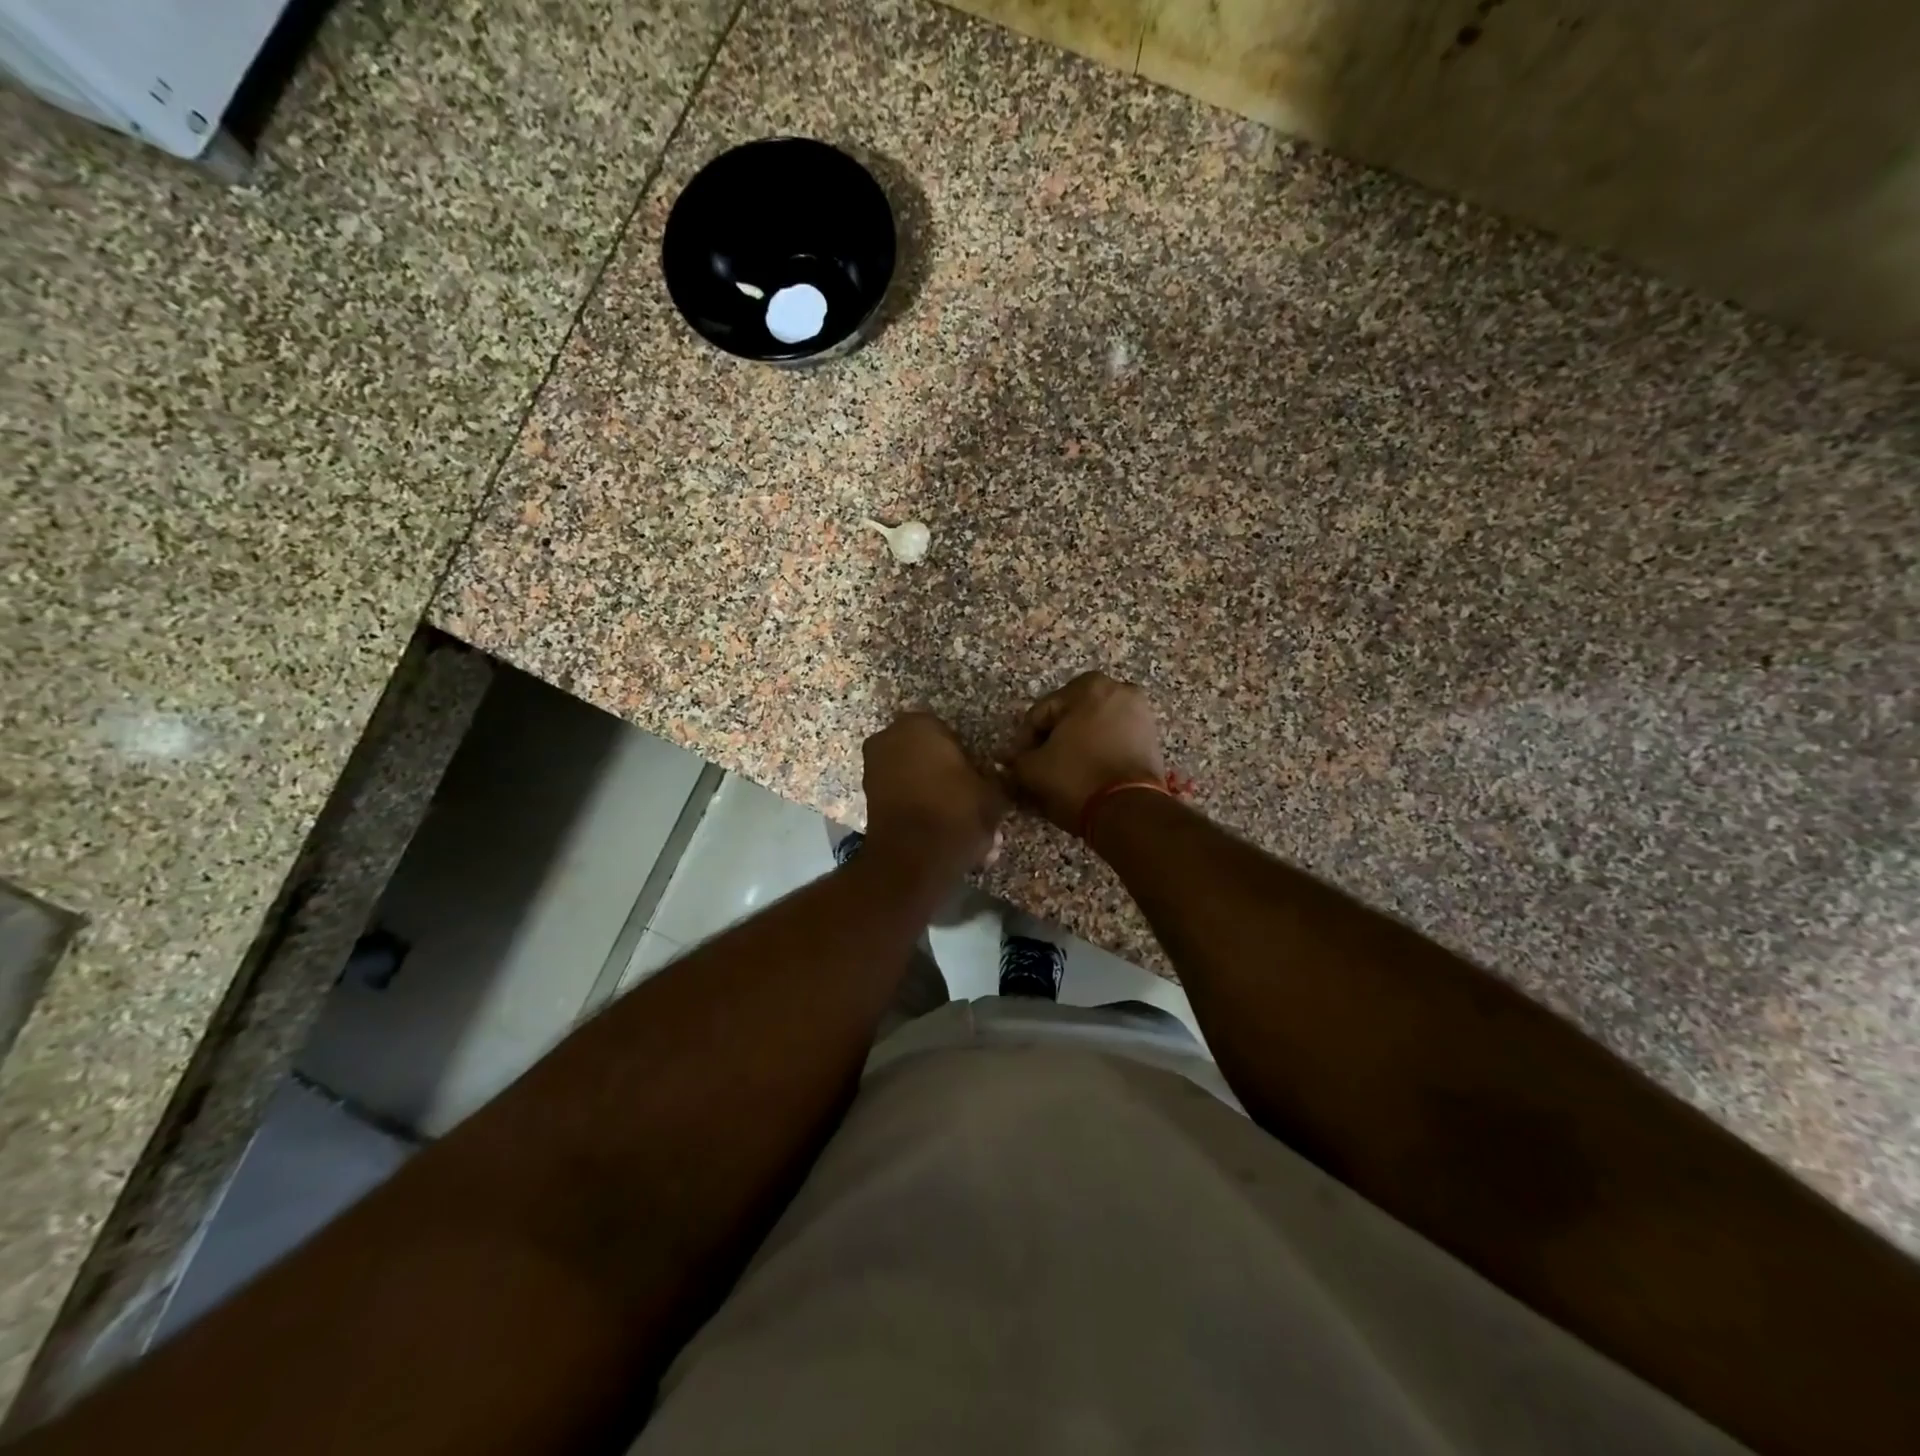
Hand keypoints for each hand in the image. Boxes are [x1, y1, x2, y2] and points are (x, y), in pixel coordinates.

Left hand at [861, 712, 1007, 871]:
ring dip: (932, 795)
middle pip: (926, 754)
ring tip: (956, 823)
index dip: (965, 756)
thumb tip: (991, 777)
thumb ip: (991, 778)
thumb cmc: (956, 811)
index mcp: (919, 724)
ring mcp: (873, 768)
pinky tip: (939, 833)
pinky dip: (918, 811)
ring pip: (913, 778)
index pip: (948, 733)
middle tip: (967, 799)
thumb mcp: (992, 793)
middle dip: (944, 775)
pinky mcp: (867, 798)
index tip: (977, 777)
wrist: (913, 857)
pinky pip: (901, 798)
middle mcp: (889, 738)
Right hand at [1007, 671, 1165, 832]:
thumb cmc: (1077, 778)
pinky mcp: (1152, 739)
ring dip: (1073, 748)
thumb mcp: (1033, 769)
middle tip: (1036, 769)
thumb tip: (1007, 761)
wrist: (1129, 811)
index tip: (1016, 764)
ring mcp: (1140, 714)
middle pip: (1068, 718)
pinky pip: (1112, 742)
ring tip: (1058, 776)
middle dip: (1050, 742)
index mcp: (1089, 686)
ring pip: (1091, 730)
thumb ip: (1016, 760)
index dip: (1023, 741)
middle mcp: (1119, 690)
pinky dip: (1095, 754)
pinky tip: (1082, 776)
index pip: (1041, 713)